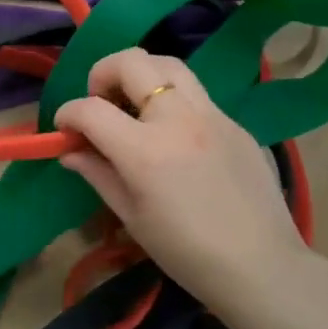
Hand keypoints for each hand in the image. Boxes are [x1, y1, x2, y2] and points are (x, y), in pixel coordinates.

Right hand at [52, 48, 313, 305]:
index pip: (90, 109)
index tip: (65, 129)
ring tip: (134, 106)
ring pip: (168, 63)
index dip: (68, 114)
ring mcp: (212, 115)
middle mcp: (178, 119)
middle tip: (100, 103)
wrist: (262, 267)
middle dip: (102, 74)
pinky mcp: (235, 122)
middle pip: (131, 62)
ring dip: (141, 74)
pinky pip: (195, 93)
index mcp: (145, 151)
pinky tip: (173, 135)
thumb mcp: (133, 217)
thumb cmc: (187, 253)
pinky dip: (172, 99)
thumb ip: (98, 174)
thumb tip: (70, 152)